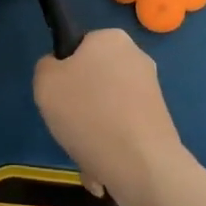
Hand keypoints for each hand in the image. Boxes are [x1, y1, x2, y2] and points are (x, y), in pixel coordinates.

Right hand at [34, 29, 184, 205]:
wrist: (142, 164)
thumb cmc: (88, 114)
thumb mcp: (45, 83)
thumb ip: (46, 67)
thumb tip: (60, 71)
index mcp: (110, 38)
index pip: (77, 49)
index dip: (63, 73)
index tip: (59, 97)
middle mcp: (136, 57)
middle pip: (93, 81)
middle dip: (79, 108)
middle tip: (70, 127)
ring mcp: (151, 90)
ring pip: (106, 109)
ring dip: (92, 132)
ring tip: (87, 156)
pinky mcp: (159, 119)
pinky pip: (123, 129)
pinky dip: (110, 145)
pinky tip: (102, 168)